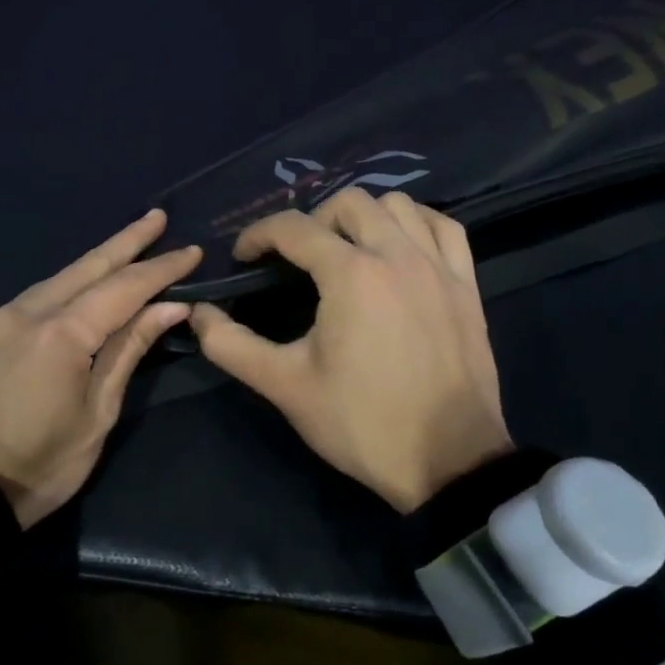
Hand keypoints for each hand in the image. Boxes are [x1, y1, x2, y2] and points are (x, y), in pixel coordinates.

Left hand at [0, 209, 200, 526]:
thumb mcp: (97, 415)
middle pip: (87, 266)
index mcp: (61, 334)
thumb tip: (169, 306)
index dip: (161, 268)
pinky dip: (67, 287)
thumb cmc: (39, 466)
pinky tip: (82, 287)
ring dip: (96, 262)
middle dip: (127, 241)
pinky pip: (35, 298)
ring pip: (58, 278)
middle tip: (158, 217)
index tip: (191, 251)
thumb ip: (128, 350)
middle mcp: (26, 311)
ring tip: (128, 246)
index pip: (124, 288)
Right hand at [189, 188, 512, 511]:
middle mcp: (397, 255)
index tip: (243, 259)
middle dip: (310, 221)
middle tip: (296, 259)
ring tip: (346, 250)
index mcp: (351, 274)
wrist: (449, 462)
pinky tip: (400, 248)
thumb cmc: (361, 422)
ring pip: (399, 205)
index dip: (257, 235)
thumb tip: (197, 314)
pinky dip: (417, 224)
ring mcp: (438, 267)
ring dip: (363, 217)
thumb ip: (231, 345)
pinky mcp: (467, 286)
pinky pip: (444, 228)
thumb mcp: (285, 386)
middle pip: (347, 202)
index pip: (293, 227)